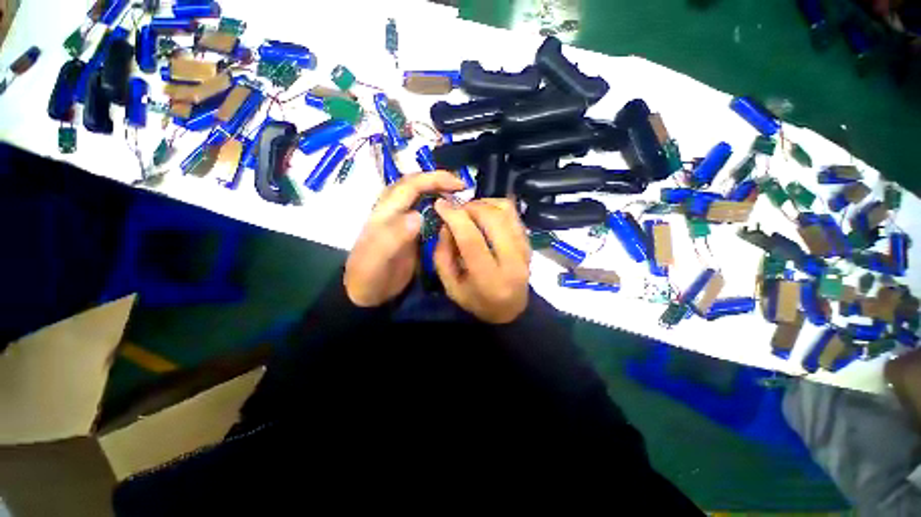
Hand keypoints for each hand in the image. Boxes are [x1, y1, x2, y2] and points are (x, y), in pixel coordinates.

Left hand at [345, 171, 465, 306]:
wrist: (366, 293)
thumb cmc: (370, 276)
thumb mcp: (378, 259)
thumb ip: (394, 237)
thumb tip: (417, 216)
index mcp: (385, 213)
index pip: (410, 185)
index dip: (434, 179)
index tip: (459, 184)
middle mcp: (393, 211)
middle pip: (415, 185)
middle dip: (439, 181)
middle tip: (463, 188)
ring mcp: (401, 221)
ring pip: (420, 197)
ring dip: (439, 192)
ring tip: (460, 198)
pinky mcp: (409, 232)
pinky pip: (425, 214)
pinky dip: (439, 210)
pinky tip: (451, 216)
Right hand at [433, 198, 531, 323]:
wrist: (512, 309)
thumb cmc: (478, 302)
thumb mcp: (451, 287)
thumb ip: (443, 256)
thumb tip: (446, 225)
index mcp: (490, 279)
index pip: (472, 240)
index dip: (455, 217)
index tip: (441, 204)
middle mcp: (512, 261)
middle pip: (493, 219)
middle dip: (470, 207)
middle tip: (456, 211)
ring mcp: (525, 249)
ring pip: (506, 211)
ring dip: (483, 204)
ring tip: (470, 212)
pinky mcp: (529, 242)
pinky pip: (513, 213)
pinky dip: (495, 206)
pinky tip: (485, 214)